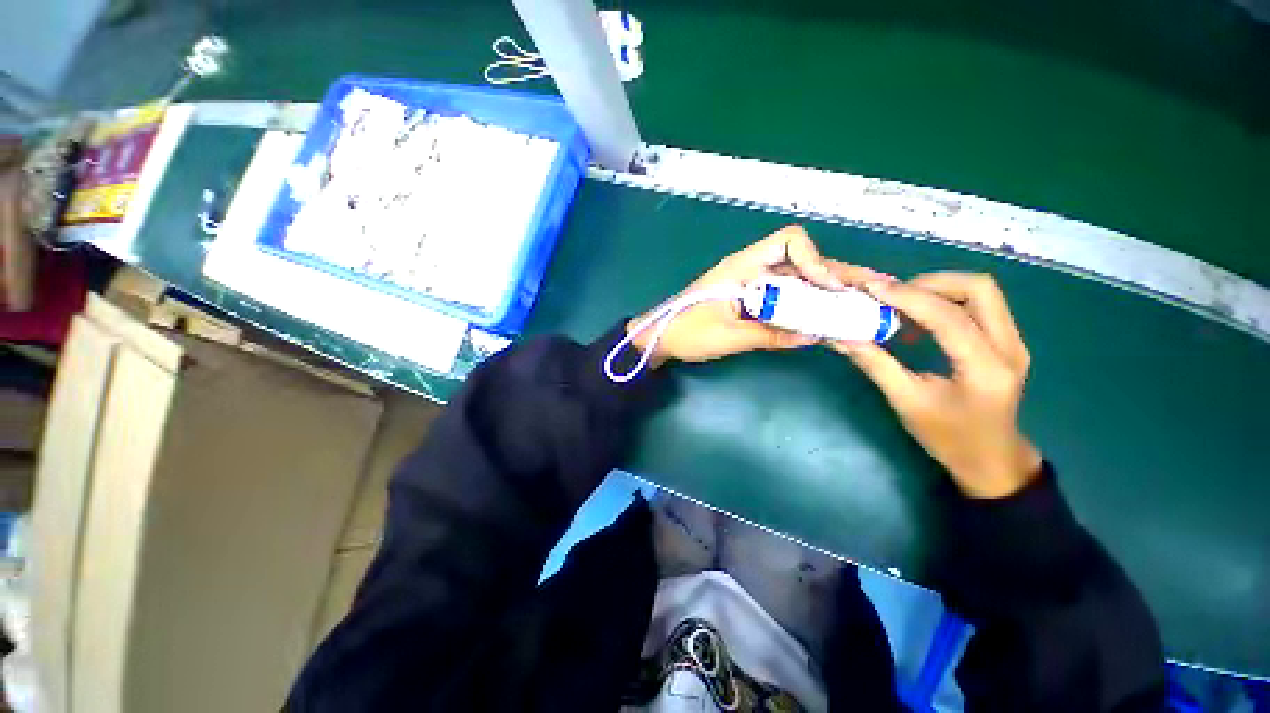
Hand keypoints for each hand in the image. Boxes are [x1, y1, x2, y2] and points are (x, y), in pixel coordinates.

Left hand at [630, 225, 886, 366]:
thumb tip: (816, 335)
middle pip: (800, 261)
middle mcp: (750, 268)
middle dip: (836, 274)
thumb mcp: (729, 336)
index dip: (813, 259)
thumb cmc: (687, 333)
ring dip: (827, 290)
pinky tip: (827, 316)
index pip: (788, 241)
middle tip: (874, 289)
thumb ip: (771, 334)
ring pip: (797, 279)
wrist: (659, 338)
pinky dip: (807, 304)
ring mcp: (751, 284)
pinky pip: (785, 296)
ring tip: (862, 303)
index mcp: (741, 267)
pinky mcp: (750, 299)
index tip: (828, 287)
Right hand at [832, 273, 1041, 498]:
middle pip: (979, 288)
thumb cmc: (948, 437)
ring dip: (939, 289)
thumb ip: (876, 365)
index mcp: (985, 368)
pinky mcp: (1007, 341)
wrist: (992, 459)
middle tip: (892, 295)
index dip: (908, 298)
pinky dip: (946, 301)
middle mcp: (1009, 347)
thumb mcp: (906, 403)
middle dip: (931, 283)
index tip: (872, 289)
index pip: (949, 317)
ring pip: (982, 292)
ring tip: (902, 303)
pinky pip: (980, 305)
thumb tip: (843, 337)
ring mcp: (1013, 341)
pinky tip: (919, 318)